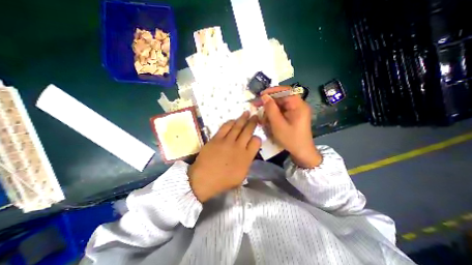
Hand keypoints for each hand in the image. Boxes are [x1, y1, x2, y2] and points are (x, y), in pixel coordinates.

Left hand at [188, 111, 261, 202]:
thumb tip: (248, 152)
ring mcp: (227, 141)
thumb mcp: (241, 176)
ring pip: (237, 126)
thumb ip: (247, 162)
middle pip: (248, 131)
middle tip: (255, 116)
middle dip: (253, 122)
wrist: (204, 179)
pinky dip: (230, 122)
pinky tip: (233, 119)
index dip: (257, 138)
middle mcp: (238, 146)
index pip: (256, 142)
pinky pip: (224, 127)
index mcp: (246, 157)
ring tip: (247, 113)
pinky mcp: (216, 139)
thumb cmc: (223, 181)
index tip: (256, 137)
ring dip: (243, 119)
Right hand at [259, 86, 322, 167]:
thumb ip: (271, 109)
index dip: (273, 91)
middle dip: (269, 101)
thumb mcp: (278, 124)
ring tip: (262, 117)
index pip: (286, 91)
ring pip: (280, 105)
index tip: (261, 95)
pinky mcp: (293, 116)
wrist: (301, 152)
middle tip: (256, 105)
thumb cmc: (291, 139)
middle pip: (282, 97)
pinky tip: (268, 120)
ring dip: (270, 109)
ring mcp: (296, 111)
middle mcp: (298, 105)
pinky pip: (281, 111)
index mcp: (298, 106)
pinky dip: (273, 114)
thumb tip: (264, 96)